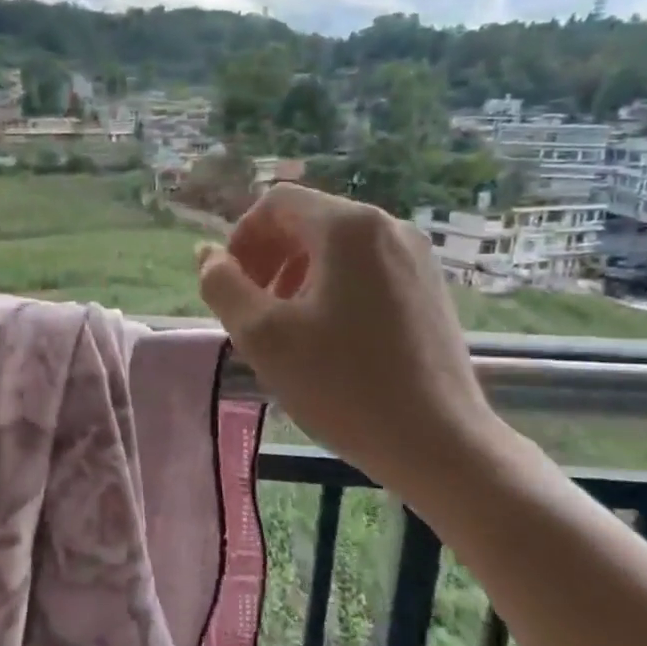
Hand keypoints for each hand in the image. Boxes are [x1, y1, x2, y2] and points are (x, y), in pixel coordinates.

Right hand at [196, 184, 507, 503]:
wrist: (438, 442)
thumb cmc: (343, 386)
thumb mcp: (263, 336)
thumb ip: (222, 286)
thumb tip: (208, 255)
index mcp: (349, 228)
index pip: (276, 203)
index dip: (240, 238)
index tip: (229, 288)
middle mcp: (388, 227)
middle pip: (307, 222)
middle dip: (267, 259)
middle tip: (250, 313)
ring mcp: (415, 257)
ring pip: (335, 248)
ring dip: (295, 276)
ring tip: (284, 329)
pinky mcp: (428, 288)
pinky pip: (364, 270)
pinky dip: (330, 289)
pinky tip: (326, 339)